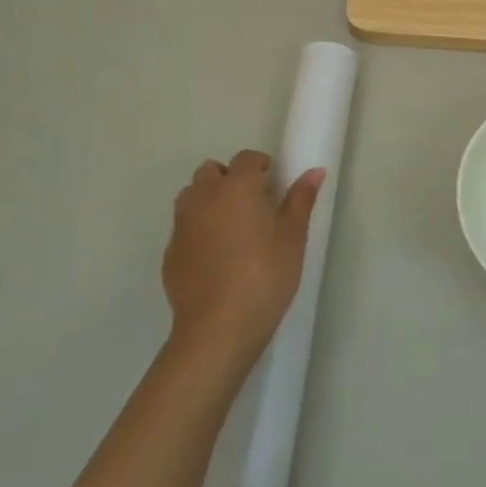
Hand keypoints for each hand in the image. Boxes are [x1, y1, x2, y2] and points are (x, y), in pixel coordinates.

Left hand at [163, 150, 322, 371]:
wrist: (218, 328)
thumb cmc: (265, 275)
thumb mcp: (292, 237)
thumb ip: (301, 199)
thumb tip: (315, 171)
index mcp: (237, 187)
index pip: (246, 159)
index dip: (260, 165)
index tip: (272, 182)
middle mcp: (204, 197)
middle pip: (210, 171)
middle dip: (228, 178)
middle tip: (251, 203)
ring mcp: (182, 225)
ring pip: (191, 197)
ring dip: (208, 200)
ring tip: (231, 226)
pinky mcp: (170, 253)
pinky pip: (183, 228)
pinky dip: (197, 230)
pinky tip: (214, 256)